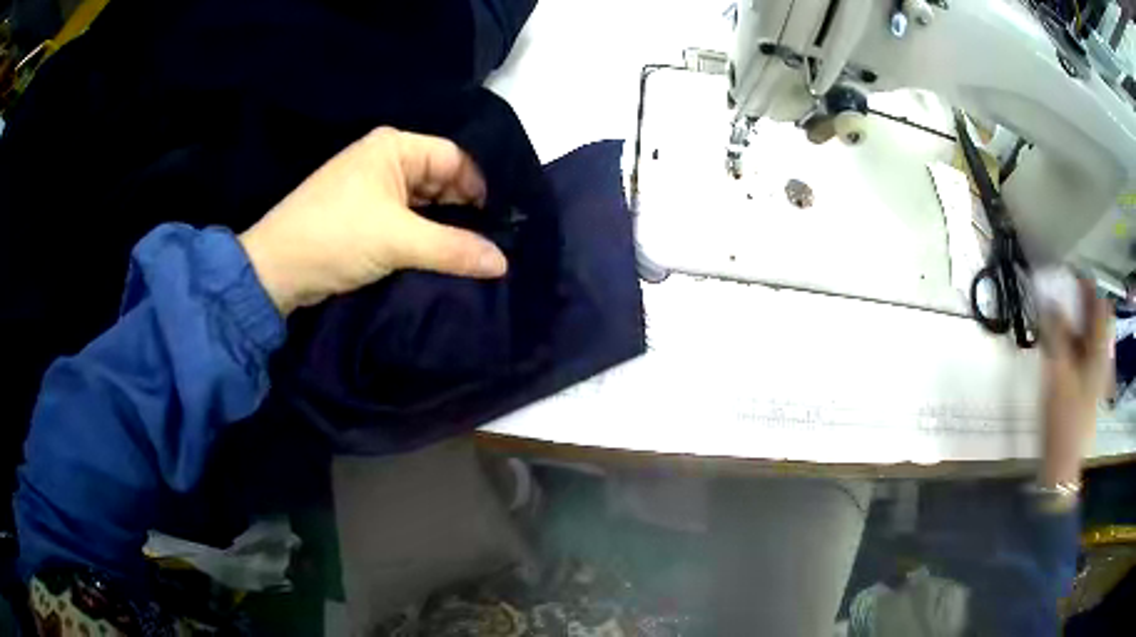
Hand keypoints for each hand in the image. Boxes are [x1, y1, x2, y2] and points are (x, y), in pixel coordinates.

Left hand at [239, 127, 507, 314]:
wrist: (275, 270)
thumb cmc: (335, 237)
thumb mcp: (398, 241)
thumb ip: (454, 249)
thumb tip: (503, 262)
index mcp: (394, 147)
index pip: (454, 158)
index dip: (480, 187)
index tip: (501, 223)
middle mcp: (386, 159)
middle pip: (441, 179)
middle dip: (464, 210)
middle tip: (491, 242)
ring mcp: (373, 187)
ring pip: (424, 202)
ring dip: (444, 227)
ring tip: (471, 254)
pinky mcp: (364, 214)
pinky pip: (406, 219)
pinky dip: (423, 237)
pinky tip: (441, 257)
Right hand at [1039, 279, 1110, 486]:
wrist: (1062, 461)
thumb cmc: (1064, 416)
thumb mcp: (1058, 371)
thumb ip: (1055, 331)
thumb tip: (1048, 297)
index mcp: (1099, 348)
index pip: (1099, 303)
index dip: (1086, 284)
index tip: (1068, 272)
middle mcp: (1099, 353)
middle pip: (1094, 316)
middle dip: (1079, 299)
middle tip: (1059, 289)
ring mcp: (1092, 369)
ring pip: (1086, 332)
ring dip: (1073, 318)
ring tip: (1055, 311)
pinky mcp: (1083, 382)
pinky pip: (1079, 349)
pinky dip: (1069, 338)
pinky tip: (1057, 340)